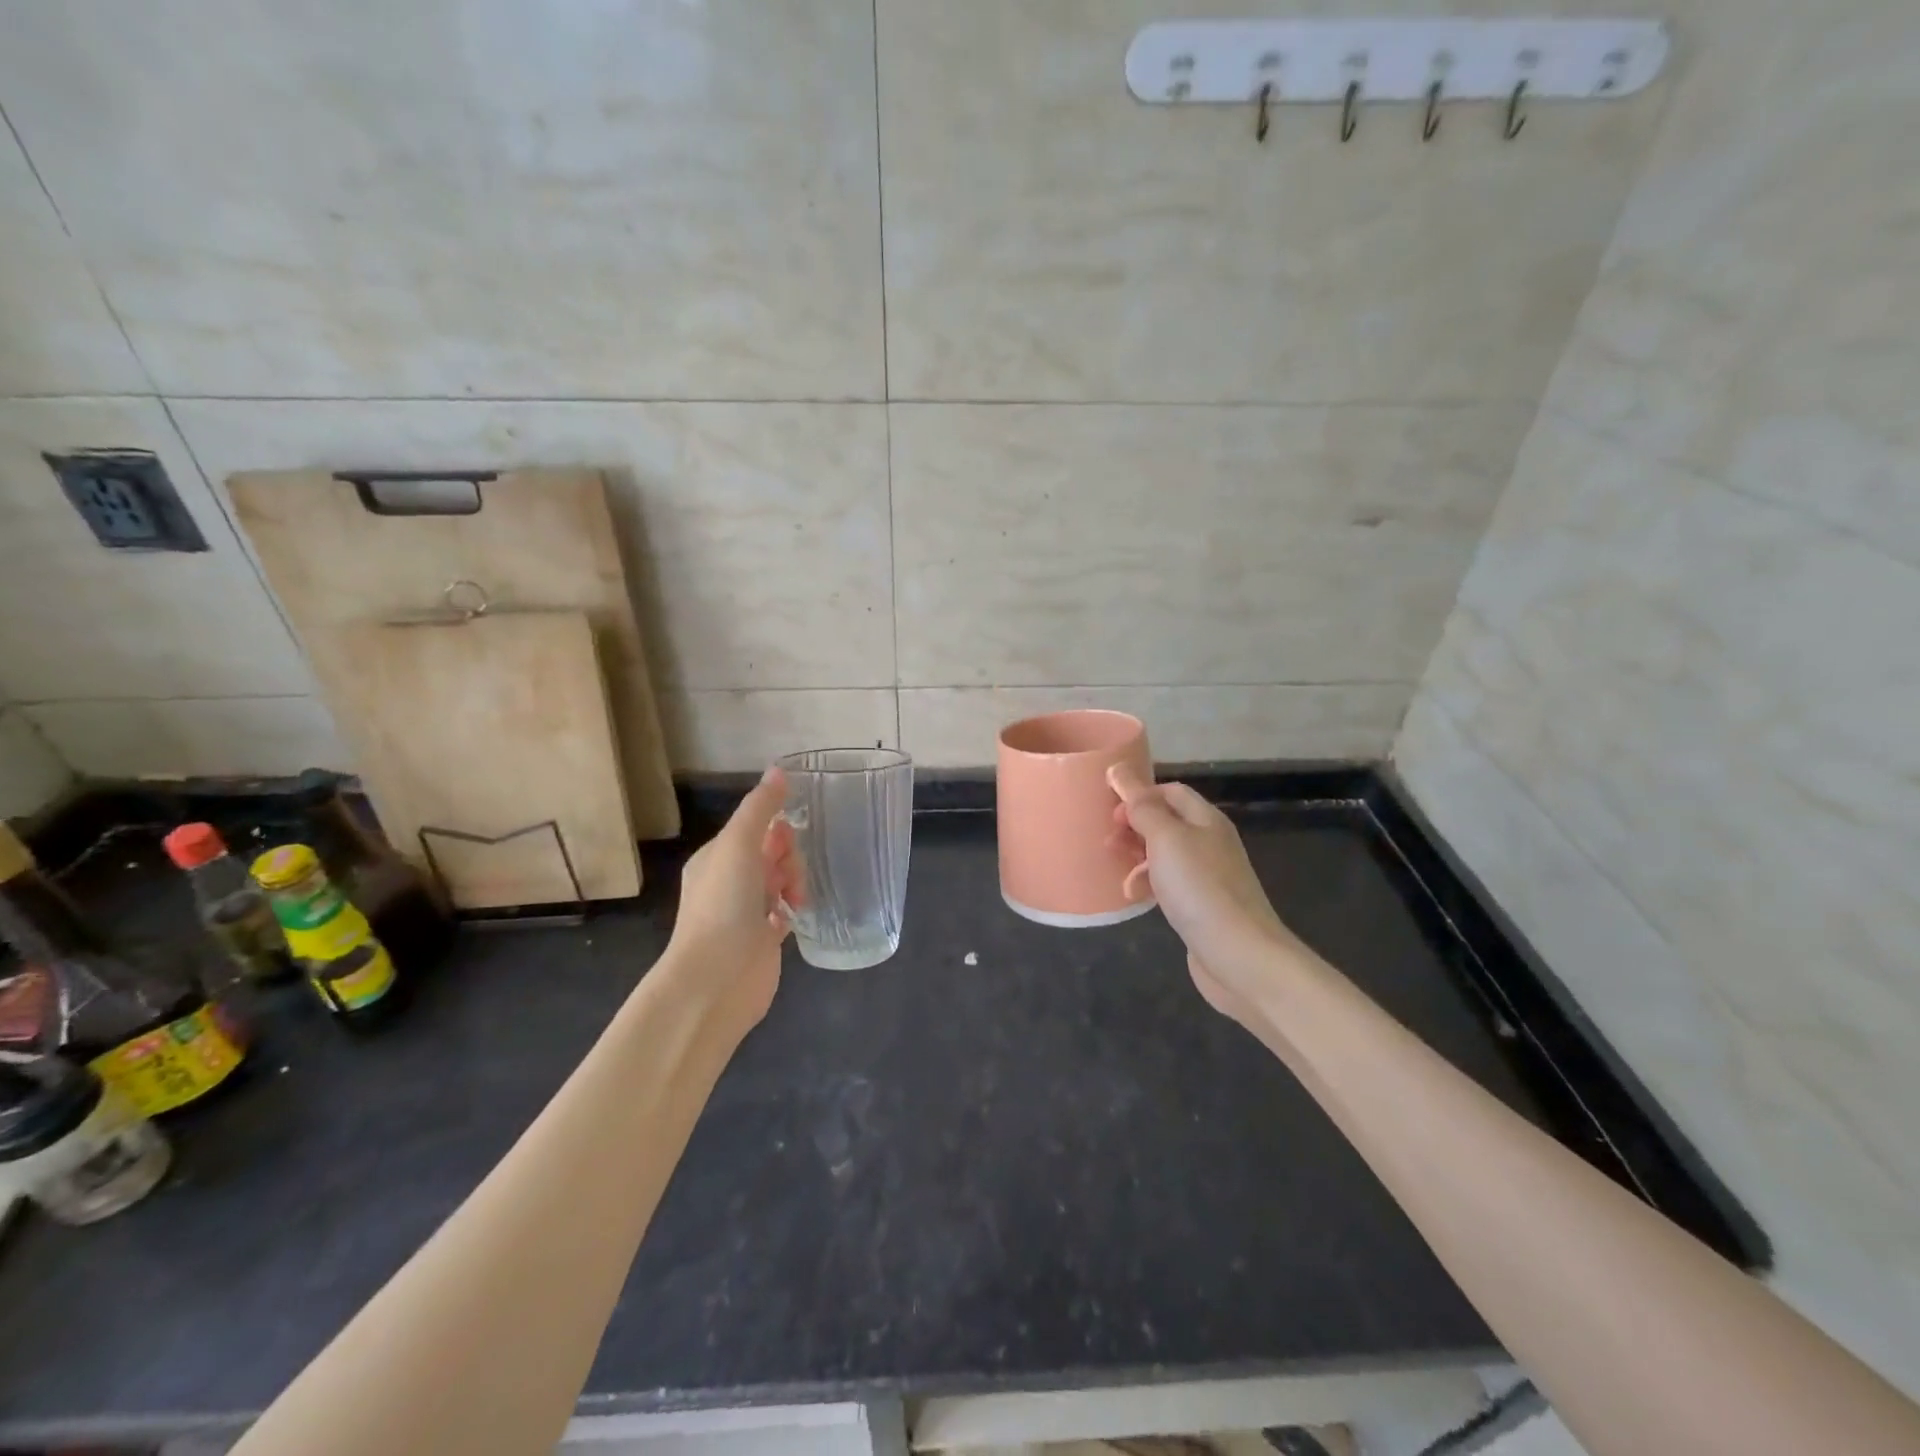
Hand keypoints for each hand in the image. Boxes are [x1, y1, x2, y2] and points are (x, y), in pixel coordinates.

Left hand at [663, 767, 798, 1039]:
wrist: (717, 979)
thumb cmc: (724, 906)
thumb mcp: (739, 845)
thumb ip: (760, 808)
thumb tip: (779, 770)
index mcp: (716, 858)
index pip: (754, 828)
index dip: (776, 830)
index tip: (785, 842)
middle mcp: (729, 882)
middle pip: (772, 852)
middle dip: (788, 858)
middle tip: (786, 879)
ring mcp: (746, 912)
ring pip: (782, 880)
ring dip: (794, 882)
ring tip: (794, 902)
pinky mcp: (764, 939)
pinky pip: (786, 910)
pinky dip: (795, 907)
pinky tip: (798, 914)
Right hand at [1108, 764, 1304, 1031]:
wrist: (1240, 956)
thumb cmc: (1200, 889)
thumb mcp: (1166, 838)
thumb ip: (1141, 806)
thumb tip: (1119, 770)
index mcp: (1206, 819)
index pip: (1170, 791)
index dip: (1138, 793)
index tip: (1108, 808)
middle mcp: (1209, 842)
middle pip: (1166, 822)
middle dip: (1133, 826)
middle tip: (1106, 839)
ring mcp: (1207, 876)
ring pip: (1164, 854)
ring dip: (1136, 856)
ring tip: (1114, 868)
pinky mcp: (1201, 906)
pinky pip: (1168, 884)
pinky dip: (1147, 884)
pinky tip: (1132, 897)